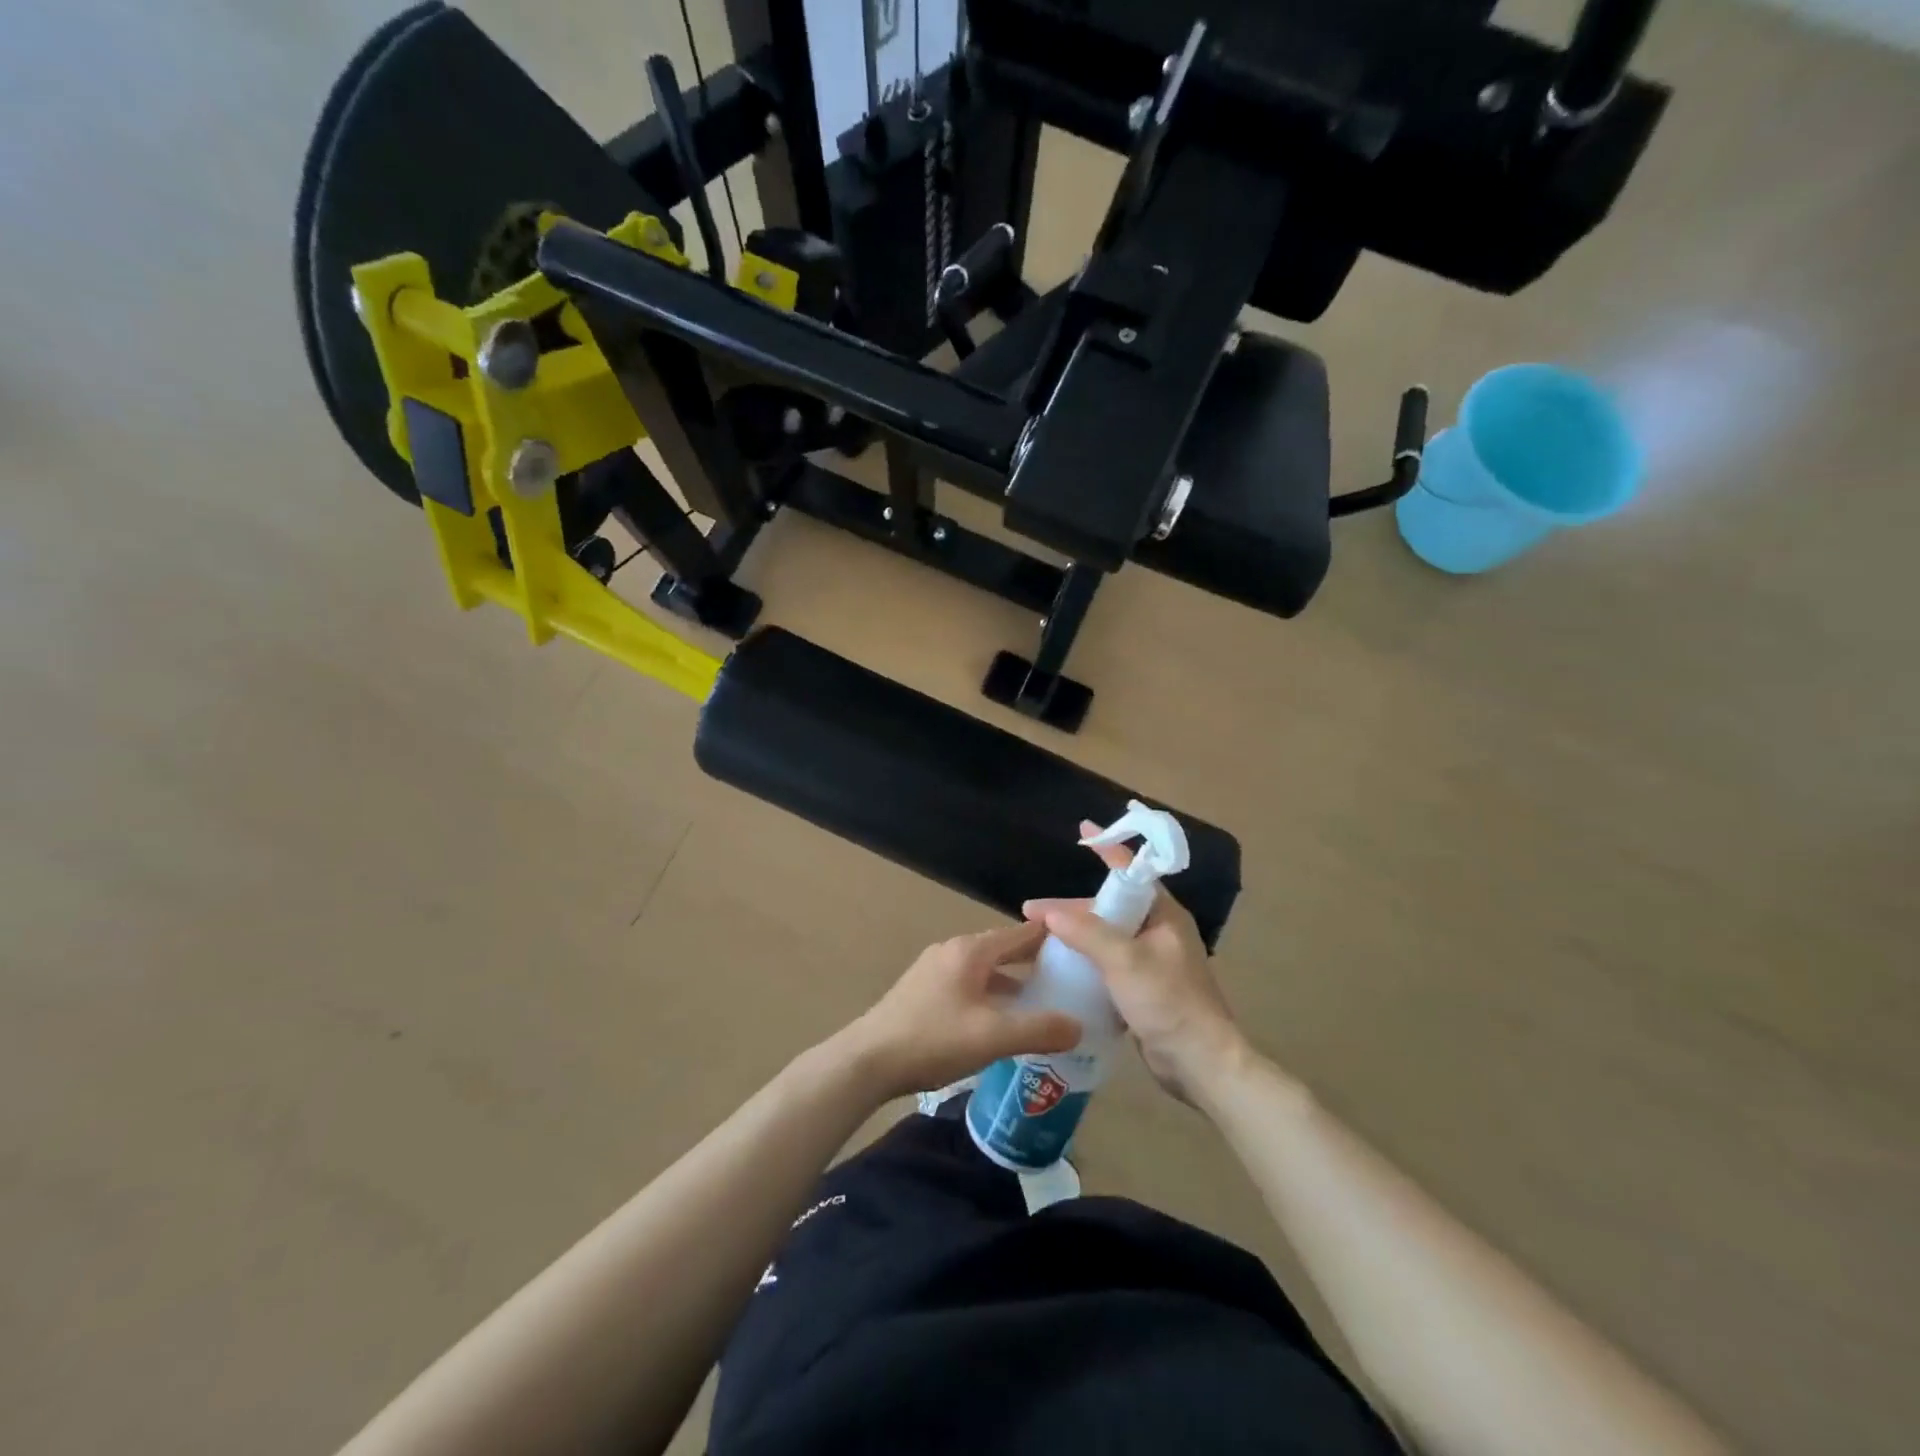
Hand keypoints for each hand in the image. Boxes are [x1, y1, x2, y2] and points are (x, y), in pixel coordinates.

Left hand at [847, 922, 1082, 1101]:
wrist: (867, 1061)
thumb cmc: (933, 1040)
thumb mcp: (992, 1037)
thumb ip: (1039, 1029)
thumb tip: (1078, 1025)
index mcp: (970, 951)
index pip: (1020, 934)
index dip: (1051, 939)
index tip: (1081, 948)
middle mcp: (952, 951)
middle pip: (1002, 950)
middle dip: (1033, 963)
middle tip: (1068, 980)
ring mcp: (933, 970)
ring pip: (984, 970)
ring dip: (1011, 983)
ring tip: (1039, 1005)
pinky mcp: (922, 991)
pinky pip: (968, 985)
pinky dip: (990, 996)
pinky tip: (999, 1022)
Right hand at [1023, 824, 1247, 1105]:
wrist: (1200, 1063)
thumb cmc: (1168, 1002)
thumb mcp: (1125, 961)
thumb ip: (1087, 933)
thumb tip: (1050, 914)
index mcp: (1164, 915)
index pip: (1132, 871)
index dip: (1107, 849)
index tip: (1083, 829)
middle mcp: (1160, 932)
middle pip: (1110, 908)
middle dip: (1072, 907)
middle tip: (1032, 911)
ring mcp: (1153, 961)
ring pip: (1107, 936)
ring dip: (1076, 934)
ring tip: (1038, 938)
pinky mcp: (1144, 988)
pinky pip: (1109, 963)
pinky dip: (1085, 960)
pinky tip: (1059, 966)